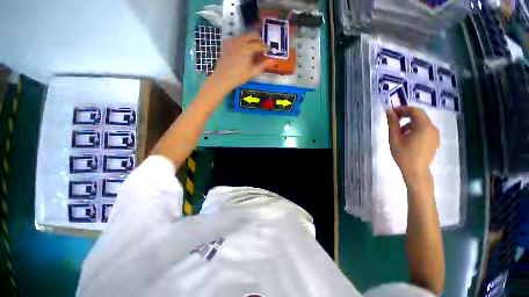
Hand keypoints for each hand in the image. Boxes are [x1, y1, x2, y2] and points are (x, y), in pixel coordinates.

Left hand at [208, 32, 273, 93]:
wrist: (222, 78)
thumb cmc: (238, 77)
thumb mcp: (252, 72)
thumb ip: (263, 65)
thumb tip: (273, 60)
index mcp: (247, 48)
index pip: (259, 44)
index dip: (265, 47)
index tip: (269, 50)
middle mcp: (240, 41)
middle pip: (252, 35)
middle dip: (258, 39)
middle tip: (262, 47)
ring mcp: (232, 41)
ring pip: (244, 36)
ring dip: (250, 39)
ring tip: (253, 49)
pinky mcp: (227, 44)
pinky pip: (237, 39)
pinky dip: (243, 41)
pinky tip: (243, 49)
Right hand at [386, 106, 439, 183]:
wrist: (416, 171)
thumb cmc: (403, 155)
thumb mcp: (394, 138)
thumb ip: (392, 123)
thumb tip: (389, 111)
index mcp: (423, 126)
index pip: (414, 110)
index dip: (402, 109)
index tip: (391, 112)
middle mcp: (432, 127)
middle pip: (419, 115)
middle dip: (405, 114)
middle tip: (393, 119)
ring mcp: (435, 134)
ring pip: (422, 121)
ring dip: (410, 121)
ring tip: (398, 130)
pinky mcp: (434, 139)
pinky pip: (425, 128)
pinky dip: (415, 127)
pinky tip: (406, 136)